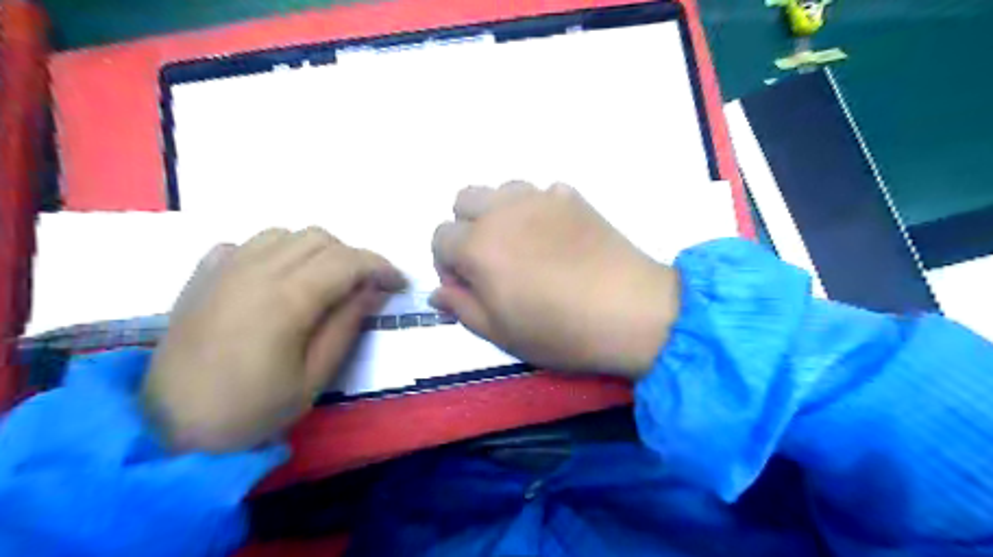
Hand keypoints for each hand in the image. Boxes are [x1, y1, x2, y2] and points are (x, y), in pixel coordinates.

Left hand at [142, 226, 404, 452]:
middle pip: (319, 238)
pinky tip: (278, 279)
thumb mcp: (315, 377)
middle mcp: (254, 270)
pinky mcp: (203, 275)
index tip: (399, 284)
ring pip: (285, 234)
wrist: (170, 429)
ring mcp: (224, 268)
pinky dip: (275, 252)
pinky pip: (249, 244)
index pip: (347, 261)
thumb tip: (374, 289)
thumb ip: (347, 324)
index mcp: (285, 299)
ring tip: (324, 282)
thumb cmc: (251, 410)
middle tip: (364, 288)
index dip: (380, 267)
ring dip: (316, 251)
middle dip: (352, 257)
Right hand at [430, 183, 678, 379]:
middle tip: (490, 261)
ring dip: (499, 213)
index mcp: (478, 245)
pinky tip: (555, 236)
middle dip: (466, 228)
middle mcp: (503, 212)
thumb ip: (462, 308)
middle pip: (464, 200)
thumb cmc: (560, 330)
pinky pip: (542, 192)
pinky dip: (538, 209)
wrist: (630, 311)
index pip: (440, 237)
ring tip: (522, 244)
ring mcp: (541, 198)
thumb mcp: (500, 333)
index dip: (447, 263)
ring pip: (502, 190)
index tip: (468, 286)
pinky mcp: (573, 197)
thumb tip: (439, 292)